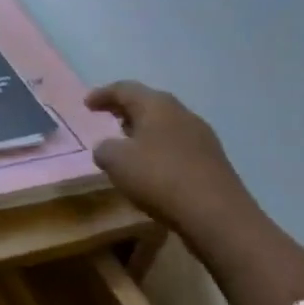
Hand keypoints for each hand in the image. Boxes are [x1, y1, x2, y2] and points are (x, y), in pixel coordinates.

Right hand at [84, 82, 256, 238]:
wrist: (217, 215)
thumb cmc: (159, 178)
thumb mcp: (116, 161)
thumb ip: (104, 148)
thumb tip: (109, 148)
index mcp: (157, 105)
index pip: (125, 89)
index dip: (103, 94)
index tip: (86, 105)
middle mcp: (182, 114)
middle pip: (149, 103)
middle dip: (126, 110)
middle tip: (107, 119)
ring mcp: (202, 137)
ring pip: (165, 125)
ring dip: (144, 131)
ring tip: (127, 145)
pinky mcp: (212, 161)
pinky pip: (178, 146)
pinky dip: (159, 149)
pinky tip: (152, 168)